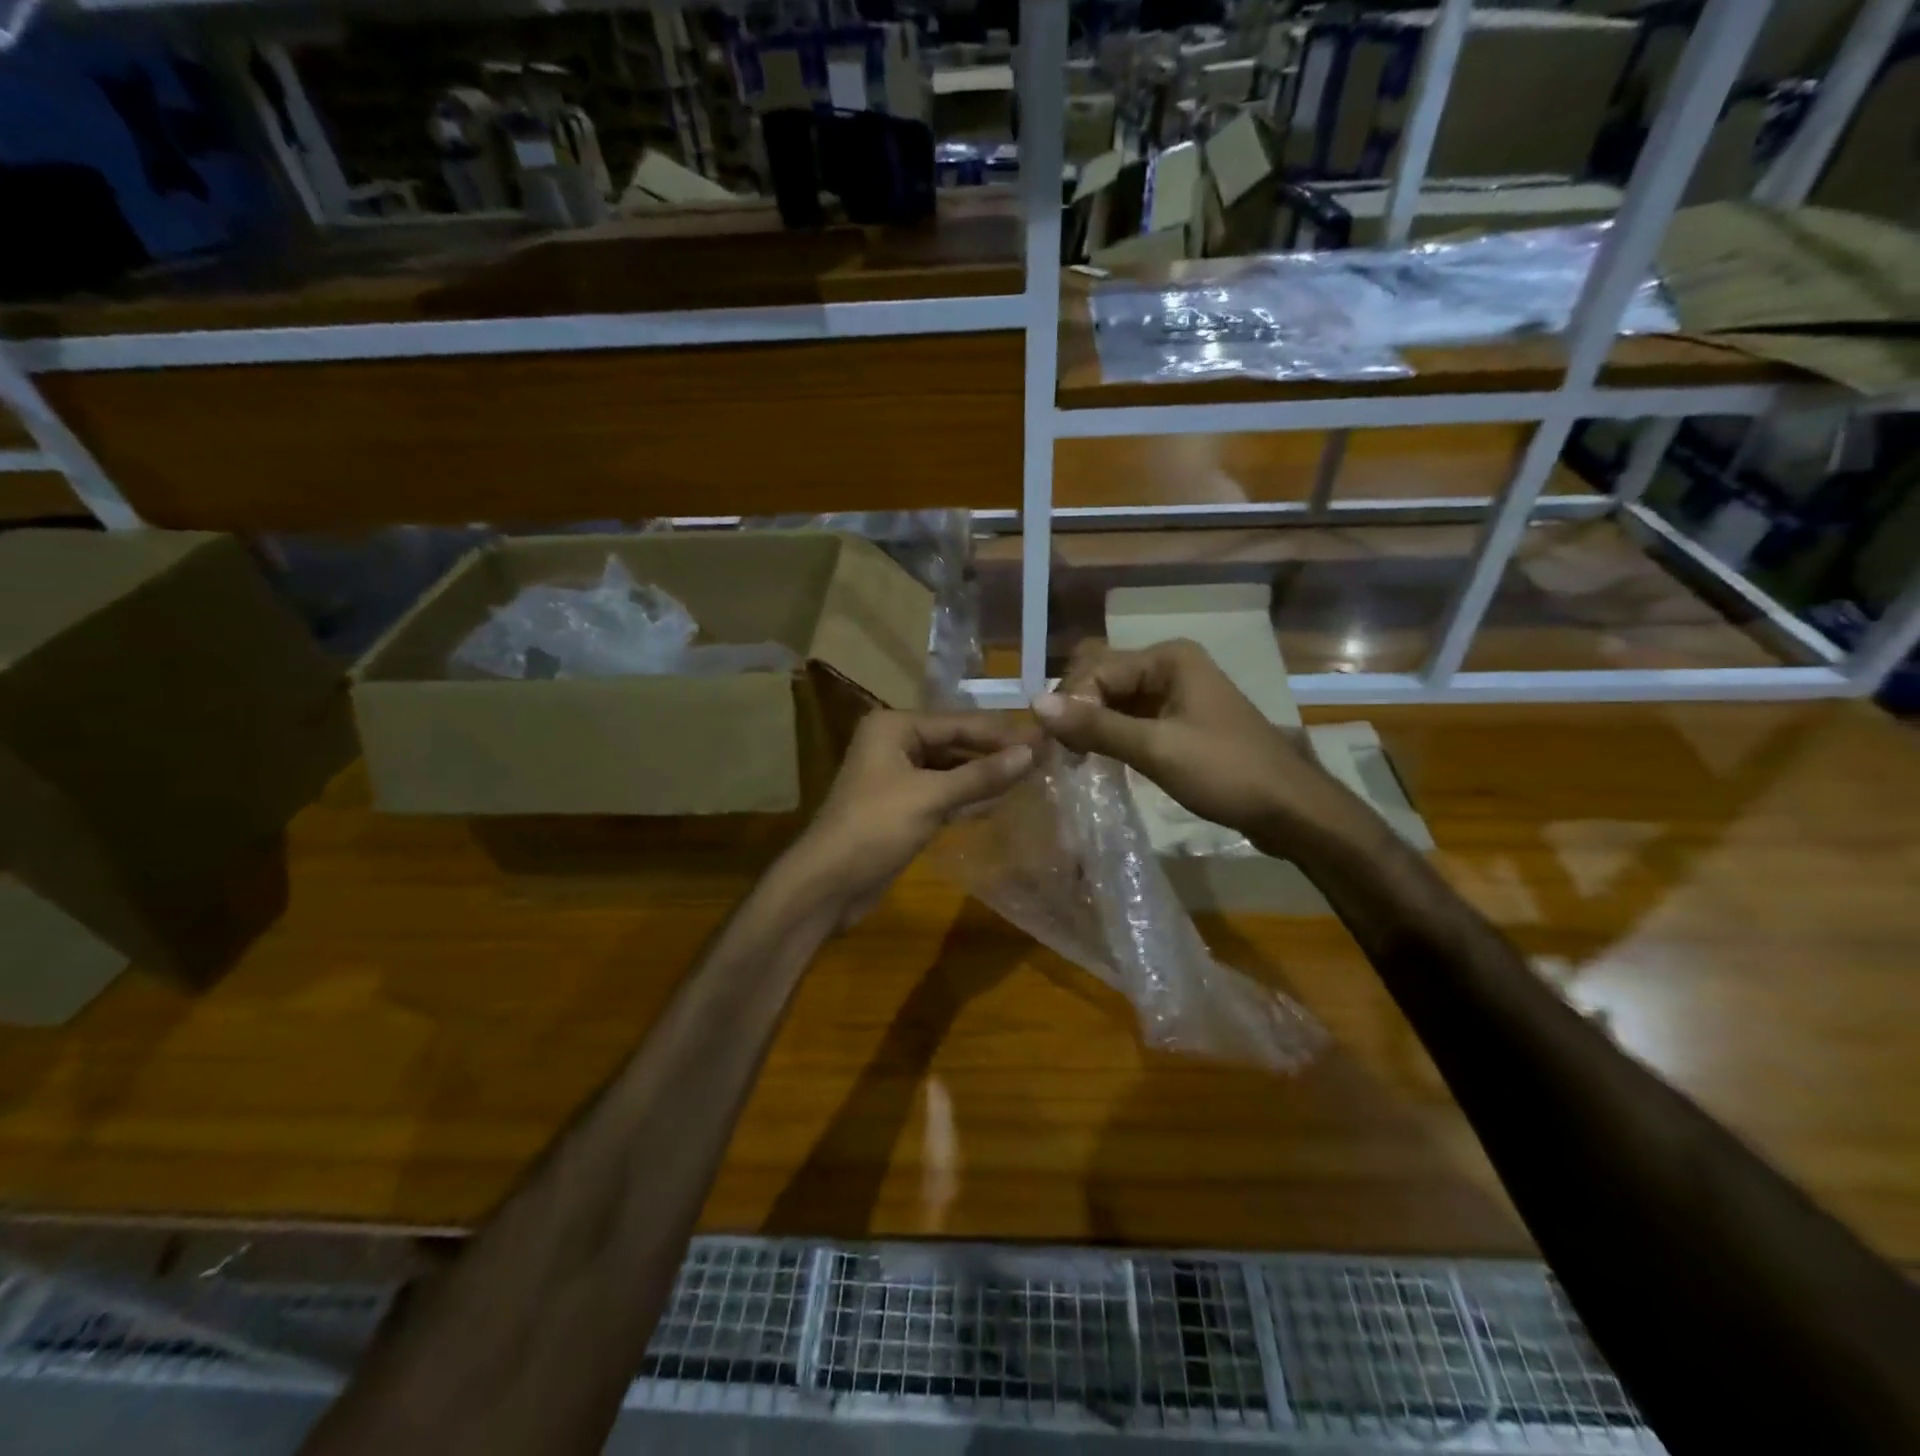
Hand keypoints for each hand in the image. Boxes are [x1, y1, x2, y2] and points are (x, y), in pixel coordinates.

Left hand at [785, 709, 1039, 928]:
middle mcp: (895, 744)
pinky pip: (944, 794)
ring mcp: (898, 777)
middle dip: (994, 753)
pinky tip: (1002, 801)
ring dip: (985, 776)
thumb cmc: (875, 829)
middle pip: (955, 743)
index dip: (1001, 732)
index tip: (1044, 737)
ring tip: (1032, 777)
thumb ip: (981, 775)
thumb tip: (1031, 752)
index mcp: (894, 727)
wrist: (828, 884)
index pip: (958, 722)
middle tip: (1044, 758)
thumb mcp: (931, 797)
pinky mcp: (904, 808)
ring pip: (951, 770)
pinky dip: (969, 797)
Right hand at [1032, 639, 1357, 850]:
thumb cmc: (1226, 772)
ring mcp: (1176, 694)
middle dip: (1076, 708)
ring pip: (1114, 700)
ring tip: (1070, 759)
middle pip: (1103, 677)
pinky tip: (1095, 759)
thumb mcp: (1157, 749)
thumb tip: (1035, 704)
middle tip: (1058, 751)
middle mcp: (1169, 666)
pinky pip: (1131, 719)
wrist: (1290, 810)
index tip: (1053, 744)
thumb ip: (1096, 726)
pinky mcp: (1178, 722)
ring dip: (1090, 724)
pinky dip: (1110, 735)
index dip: (1071, 702)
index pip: (1097, 668)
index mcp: (1168, 658)